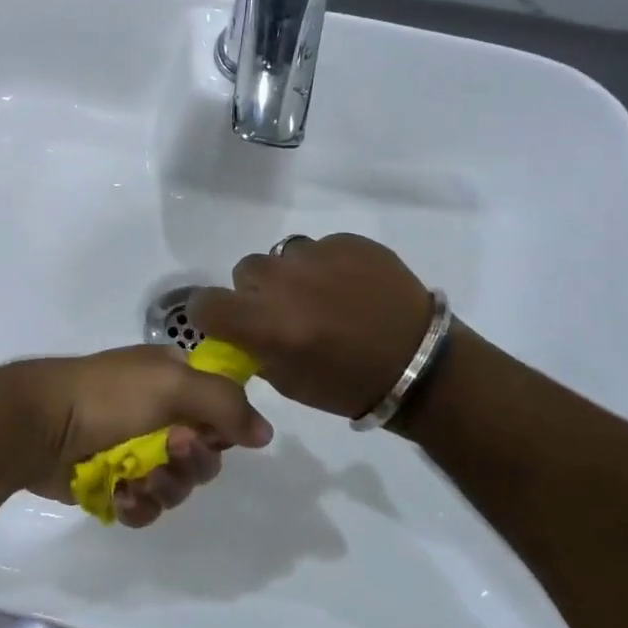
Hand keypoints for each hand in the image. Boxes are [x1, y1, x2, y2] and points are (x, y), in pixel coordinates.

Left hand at [11, 347, 272, 527]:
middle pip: (204, 455)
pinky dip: (138, 505)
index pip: (221, 409)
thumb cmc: (108, 395)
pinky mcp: (114, 483)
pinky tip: (122, 496)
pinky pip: (146, 507)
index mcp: (173, 380)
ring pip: (178, 486)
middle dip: (191, 462)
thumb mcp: (172, 384)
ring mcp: (135, 451)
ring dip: (164, 487)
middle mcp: (159, 414)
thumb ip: (225, 404)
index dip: (222, 429)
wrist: (39, 424)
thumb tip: (265, 433)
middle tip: (169, 453)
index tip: (211, 435)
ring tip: (137, 479)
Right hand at [190, 234, 433, 418]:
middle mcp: (284, 283)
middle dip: (257, 292)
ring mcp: (318, 256)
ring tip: (322, 297)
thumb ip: (254, 349)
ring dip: (291, 276)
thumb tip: (238, 330)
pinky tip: (351, 289)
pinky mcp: (349, 241)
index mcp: (266, 324)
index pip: (206, 303)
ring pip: (282, 255)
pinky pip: (319, 248)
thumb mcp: (288, 382)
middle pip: (245, 272)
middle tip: (286, 312)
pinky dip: (326, 267)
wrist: (422, 366)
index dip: (210, 313)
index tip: (226, 321)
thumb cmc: (349, 386)